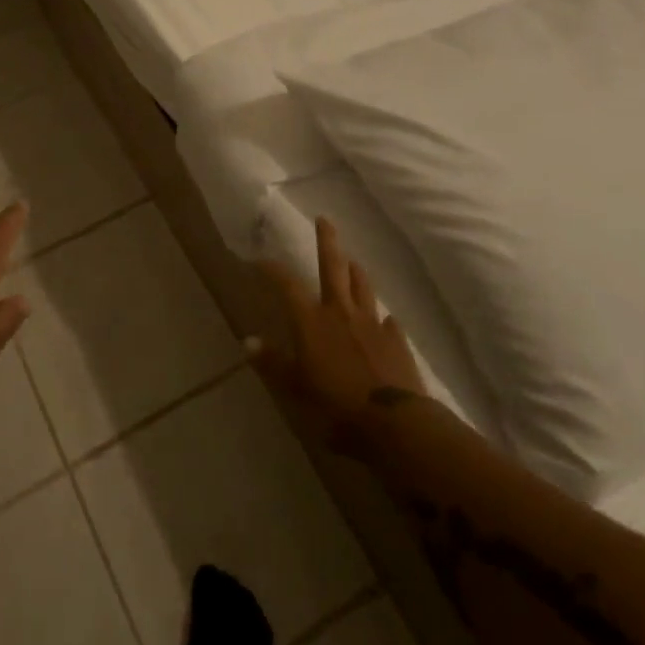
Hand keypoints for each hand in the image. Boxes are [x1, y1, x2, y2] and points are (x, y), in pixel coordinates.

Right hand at [249, 217, 423, 450]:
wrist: (393, 424)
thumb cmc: (336, 406)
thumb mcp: (296, 389)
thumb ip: (273, 363)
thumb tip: (247, 341)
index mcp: (311, 321)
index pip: (287, 284)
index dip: (272, 269)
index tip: (260, 259)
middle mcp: (340, 312)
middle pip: (332, 267)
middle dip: (327, 242)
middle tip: (324, 219)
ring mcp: (372, 323)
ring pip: (362, 287)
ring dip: (355, 271)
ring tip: (352, 261)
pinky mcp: (397, 340)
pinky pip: (388, 321)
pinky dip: (382, 317)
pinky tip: (384, 320)